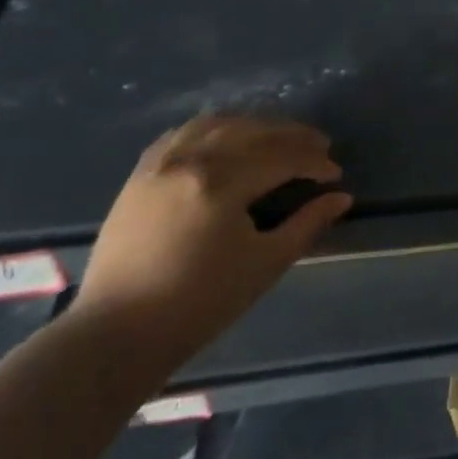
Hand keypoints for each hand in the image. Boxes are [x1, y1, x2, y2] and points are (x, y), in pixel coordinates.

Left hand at [73, 115, 351, 373]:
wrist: (116, 335)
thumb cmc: (198, 304)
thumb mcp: (265, 264)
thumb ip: (307, 224)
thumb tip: (341, 198)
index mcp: (221, 183)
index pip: (283, 157)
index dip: (315, 163)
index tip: (335, 175)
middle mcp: (191, 160)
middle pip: (255, 132)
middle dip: (293, 136)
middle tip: (319, 148)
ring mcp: (161, 163)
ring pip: (220, 123)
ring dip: (256, 125)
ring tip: (279, 139)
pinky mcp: (140, 174)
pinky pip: (185, 133)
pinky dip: (215, 128)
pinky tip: (230, 139)